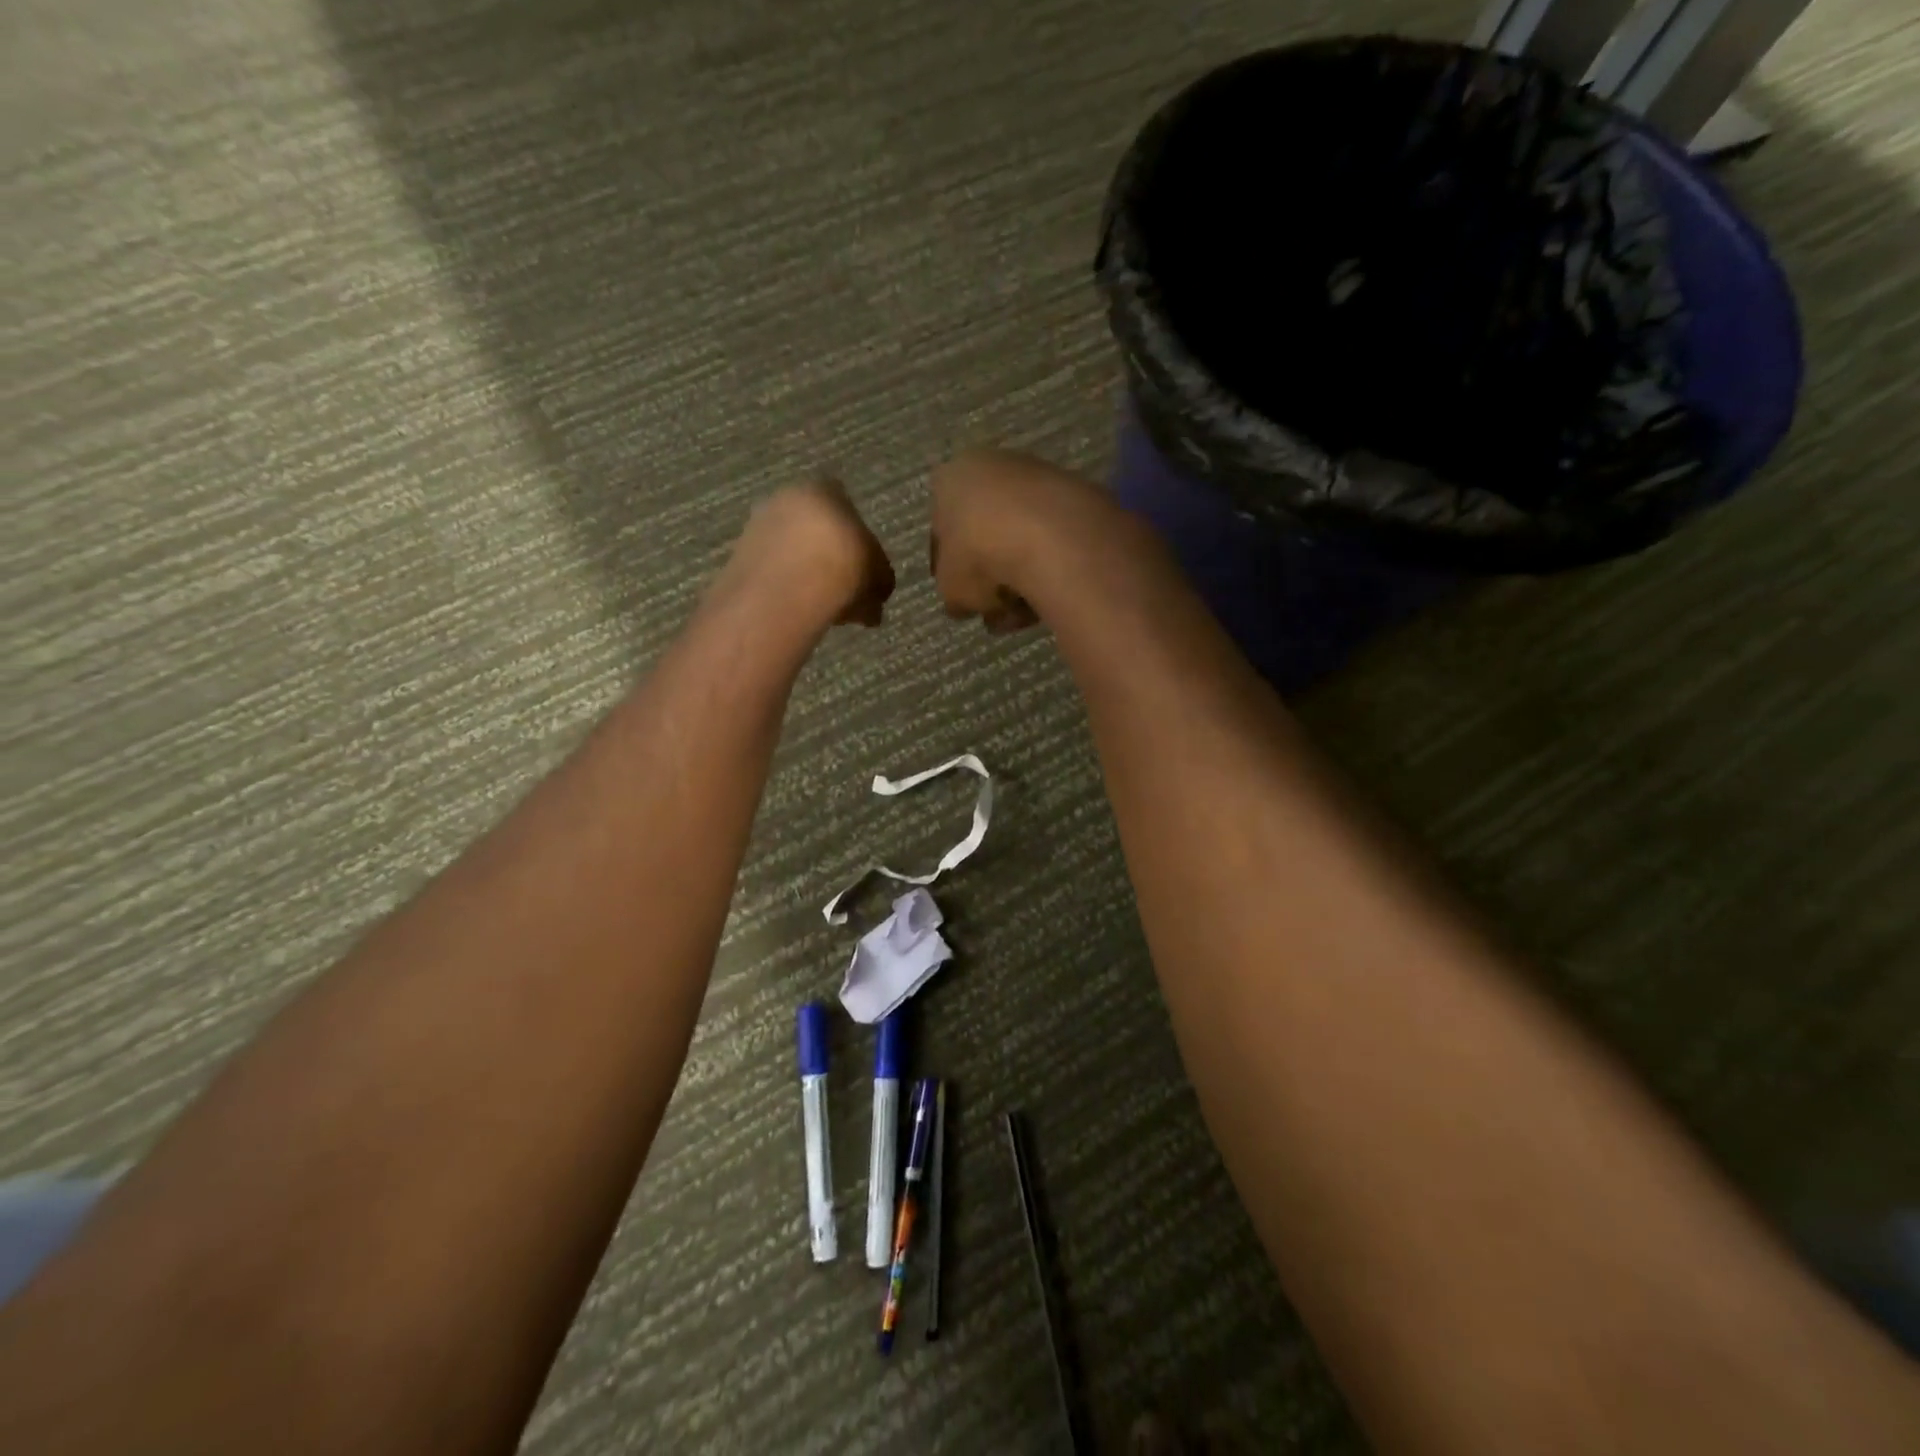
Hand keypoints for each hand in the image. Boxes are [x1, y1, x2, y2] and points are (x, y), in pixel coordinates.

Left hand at [729, 480, 894, 626]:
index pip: (843, 503)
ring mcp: (758, 525)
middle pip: (812, 527)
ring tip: (823, 607)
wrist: (792, 586)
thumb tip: (875, 599)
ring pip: (790, 550)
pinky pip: (771, 571)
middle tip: (843, 590)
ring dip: (805, 573)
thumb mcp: (879, 575)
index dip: (854, 536)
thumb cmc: (846, 565)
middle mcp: (786, 497)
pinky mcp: (739, 557)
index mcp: (825, 489)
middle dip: (827, 556)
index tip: (861, 565)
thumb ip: (878, 580)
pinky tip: (798, 611)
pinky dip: (784, 588)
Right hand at [928, 448, 1121, 632]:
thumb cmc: (982, 556)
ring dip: (1021, 578)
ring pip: (1021, 539)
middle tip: (996, 611)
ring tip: (1024, 613)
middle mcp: (992, 467)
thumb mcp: (952, 590)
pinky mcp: (1077, 493)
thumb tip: (965, 602)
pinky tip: (1050, 596)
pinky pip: (1054, 539)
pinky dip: (1050, 567)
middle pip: (986, 534)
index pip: (942, 530)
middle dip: (991, 577)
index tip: (963, 599)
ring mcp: (1038, 477)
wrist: (1053, 533)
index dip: (950, 571)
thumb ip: (954, 595)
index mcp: (951, 480)